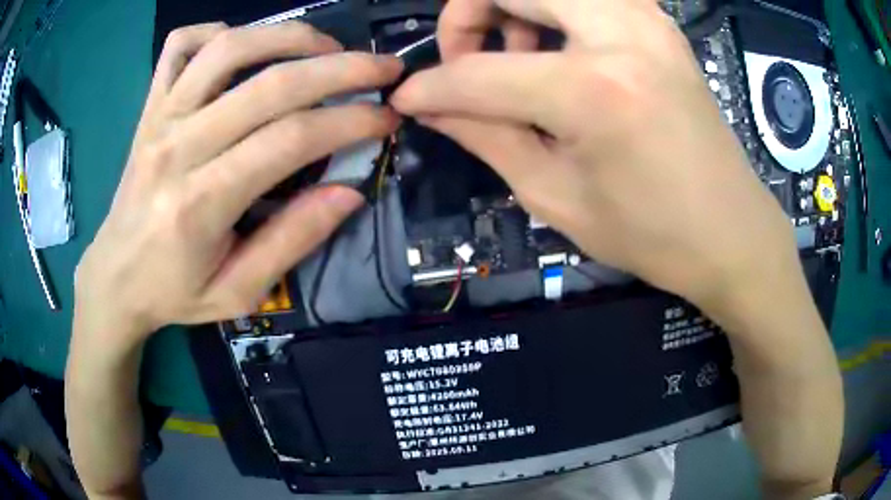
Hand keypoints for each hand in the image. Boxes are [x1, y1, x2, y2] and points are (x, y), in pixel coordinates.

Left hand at [74, 21, 402, 350]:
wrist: (115, 277)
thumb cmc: (174, 292)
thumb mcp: (239, 292)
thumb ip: (292, 240)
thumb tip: (349, 191)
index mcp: (200, 204)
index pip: (289, 140)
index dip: (349, 122)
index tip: (387, 118)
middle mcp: (177, 147)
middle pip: (269, 84)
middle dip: (340, 69)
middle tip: (383, 69)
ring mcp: (159, 118)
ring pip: (229, 48)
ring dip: (289, 36)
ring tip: (327, 46)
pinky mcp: (150, 107)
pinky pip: (180, 46)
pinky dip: (216, 31)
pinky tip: (245, 45)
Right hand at [391, 0, 797, 315]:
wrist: (732, 232)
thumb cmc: (652, 235)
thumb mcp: (555, 197)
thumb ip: (484, 137)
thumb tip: (429, 105)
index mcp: (593, 90)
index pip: (477, 72)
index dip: (430, 86)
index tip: (408, 99)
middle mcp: (621, 33)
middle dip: (466, 14)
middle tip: (464, 59)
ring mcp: (646, 19)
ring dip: (513, 7)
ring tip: (517, 55)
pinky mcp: (659, 23)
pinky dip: (554, 10)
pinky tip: (558, 49)